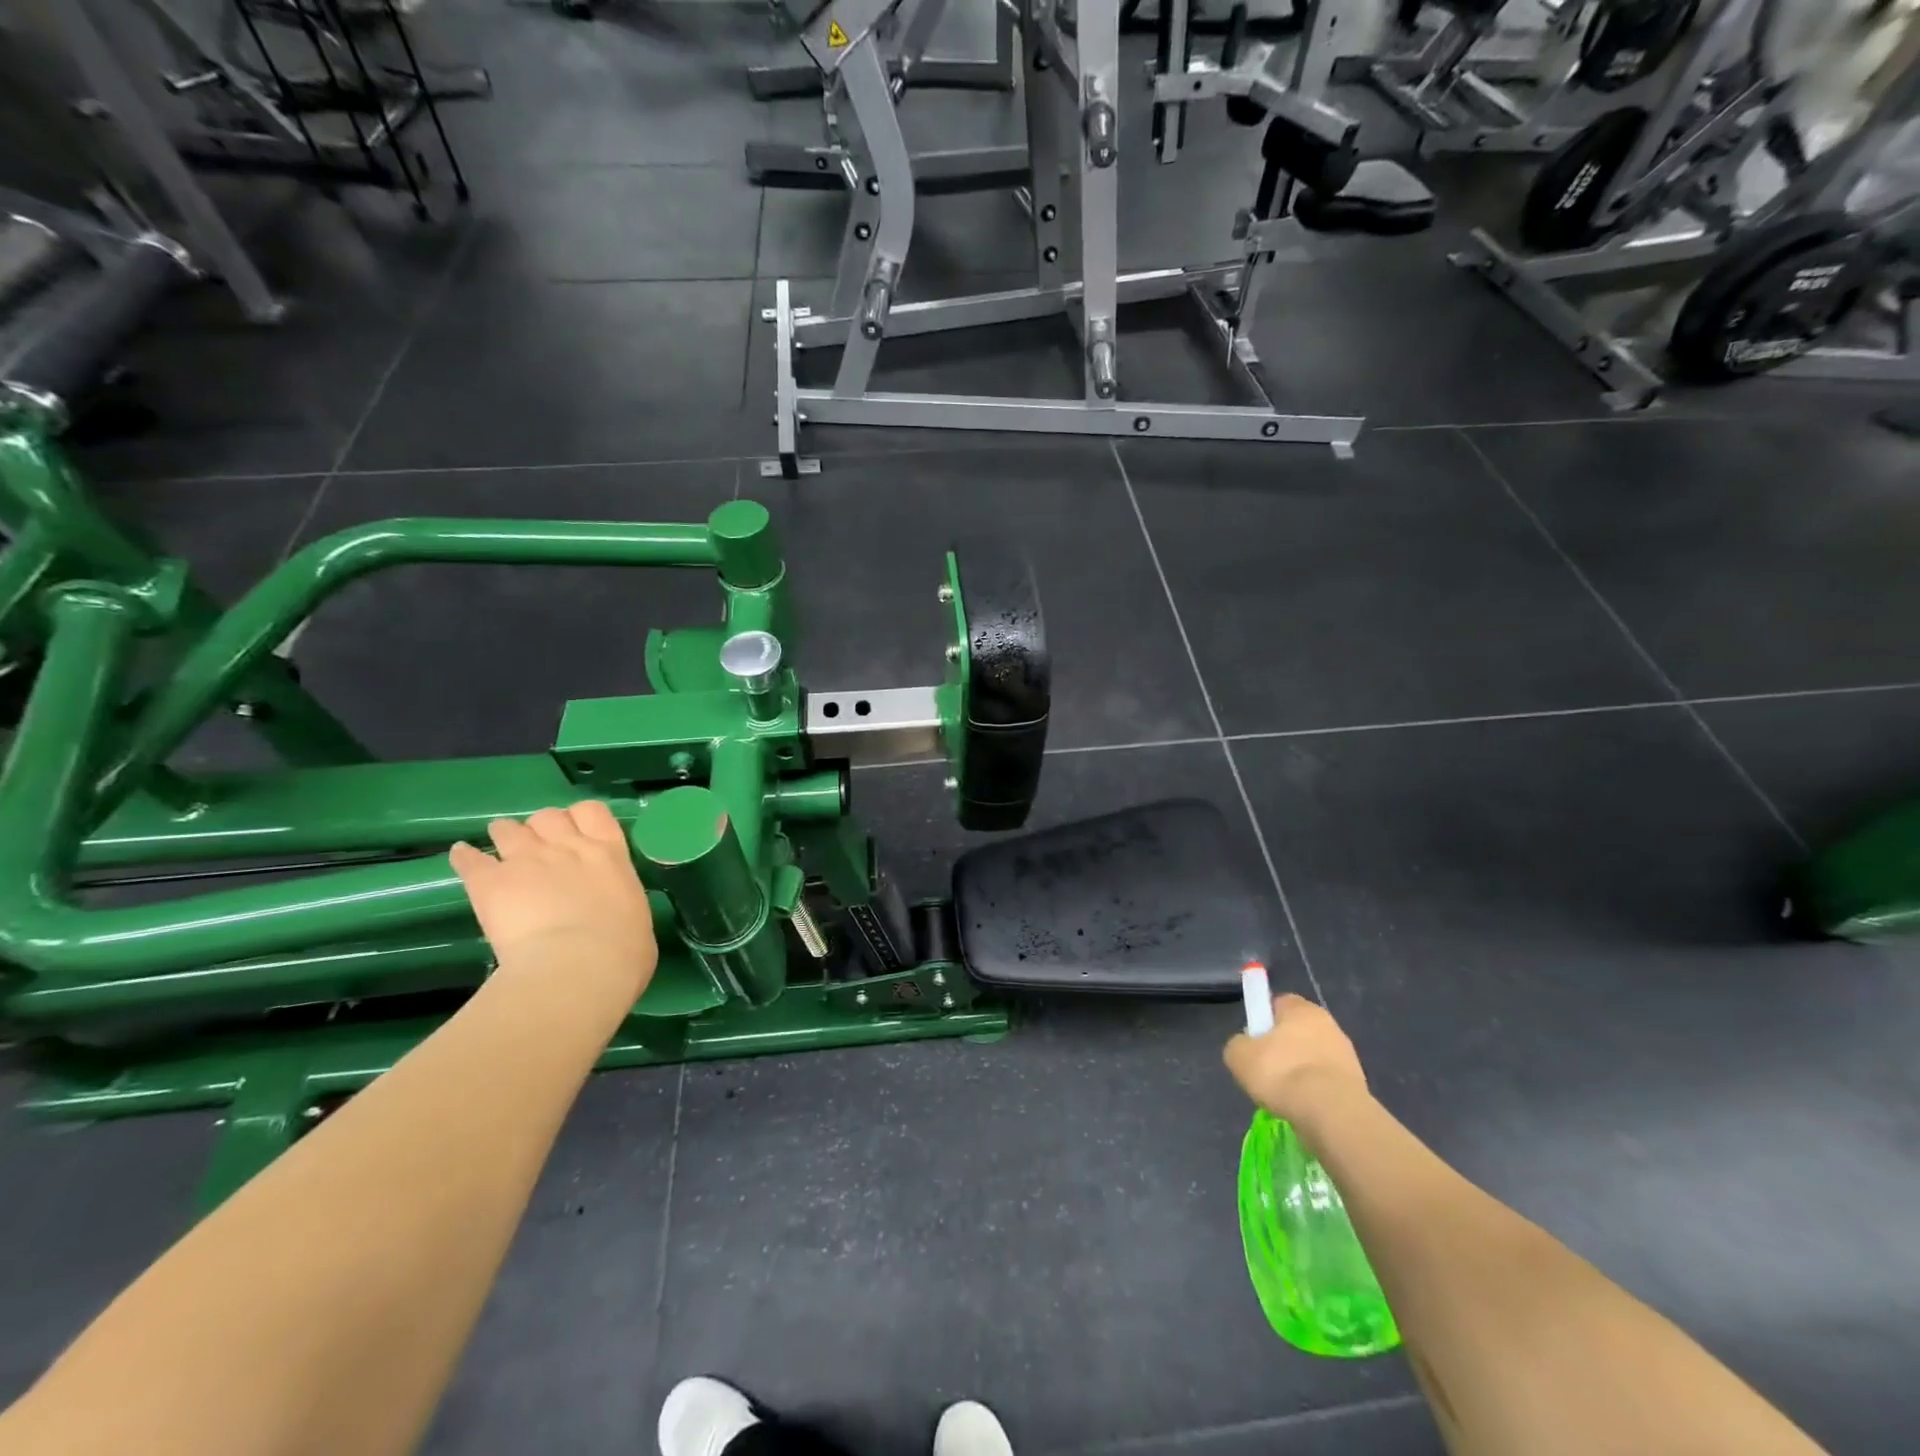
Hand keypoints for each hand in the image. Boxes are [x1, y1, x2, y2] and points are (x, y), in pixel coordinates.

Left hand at [450, 802, 657, 1000]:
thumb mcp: (635, 917)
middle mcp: (568, 847)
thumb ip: (618, 903)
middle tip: (539, 849)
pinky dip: (465, 858)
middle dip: (541, 828)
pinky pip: (468, 859)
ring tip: (500, 851)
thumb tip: (613, 915)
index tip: (576, 834)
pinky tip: (463, 858)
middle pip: (548, 816)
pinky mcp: (489, 882)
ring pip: (507, 829)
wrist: (579, 966)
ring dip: (505, 836)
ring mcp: (526, 860)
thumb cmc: (623, 951)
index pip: (592, 812)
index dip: (580, 818)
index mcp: (609, 855)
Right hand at [1223, 993, 1367, 1122]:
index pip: (1278, 1003)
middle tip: (1267, 1070)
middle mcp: (1328, 1023)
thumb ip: (1239, 1044)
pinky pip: (1327, 1081)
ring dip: (1302, 1071)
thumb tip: (1246, 1047)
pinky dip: (1316, 1091)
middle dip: (1284, 1047)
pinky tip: (1306, 1106)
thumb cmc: (1281, 1073)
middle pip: (1299, 1030)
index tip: (1255, 1042)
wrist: (1332, 1113)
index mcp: (1300, 1008)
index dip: (1264, 1020)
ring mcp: (1347, 1053)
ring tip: (1287, 1095)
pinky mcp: (1358, 1082)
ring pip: (1314, 1057)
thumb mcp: (1239, 1056)